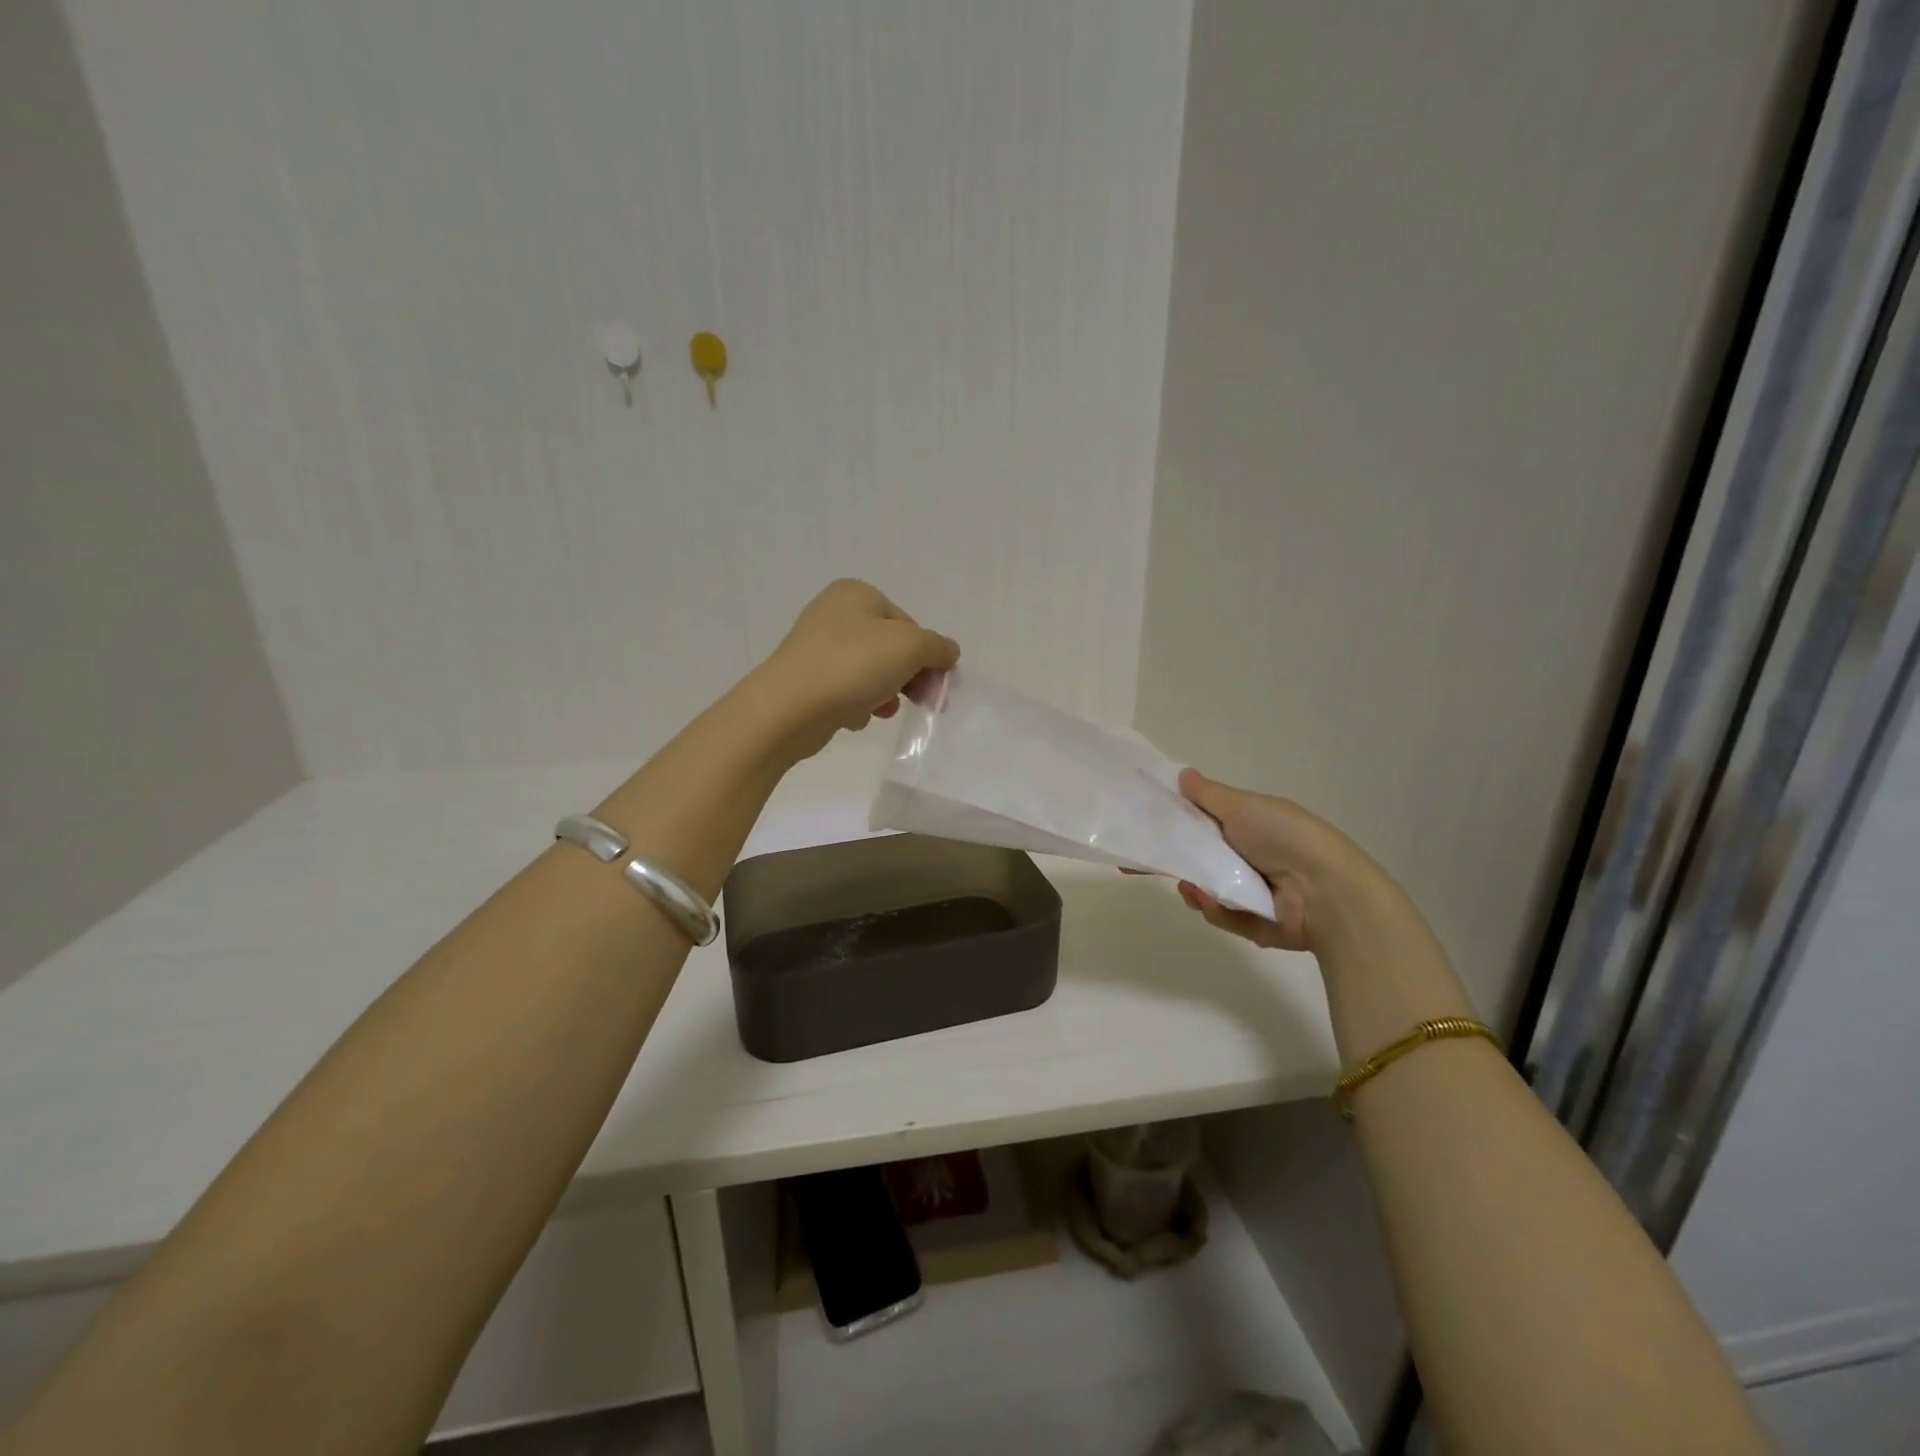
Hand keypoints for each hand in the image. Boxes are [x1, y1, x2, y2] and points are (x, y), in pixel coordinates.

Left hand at [756, 580, 959, 758]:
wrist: (789, 708)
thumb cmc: (853, 666)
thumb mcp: (910, 647)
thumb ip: (937, 647)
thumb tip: (948, 652)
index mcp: (857, 593)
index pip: (909, 624)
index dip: (928, 656)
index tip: (936, 686)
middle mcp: (834, 613)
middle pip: (891, 648)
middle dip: (908, 677)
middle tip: (921, 703)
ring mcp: (817, 647)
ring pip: (870, 671)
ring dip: (885, 693)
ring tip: (882, 711)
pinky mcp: (807, 679)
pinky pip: (847, 690)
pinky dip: (857, 704)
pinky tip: (855, 717)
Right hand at [1172, 769, 1396, 957]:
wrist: (1326, 889)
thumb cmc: (1283, 836)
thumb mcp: (1241, 806)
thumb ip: (1207, 794)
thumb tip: (1182, 774)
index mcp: (1251, 826)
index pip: (1208, 823)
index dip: (1181, 823)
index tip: (1153, 825)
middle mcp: (1253, 857)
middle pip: (1203, 858)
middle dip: (1179, 860)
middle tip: (1149, 862)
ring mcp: (1254, 892)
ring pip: (1209, 889)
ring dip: (1194, 887)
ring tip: (1189, 886)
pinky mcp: (1255, 923)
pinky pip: (1223, 915)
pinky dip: (1214, 908)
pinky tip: (1207, 900)